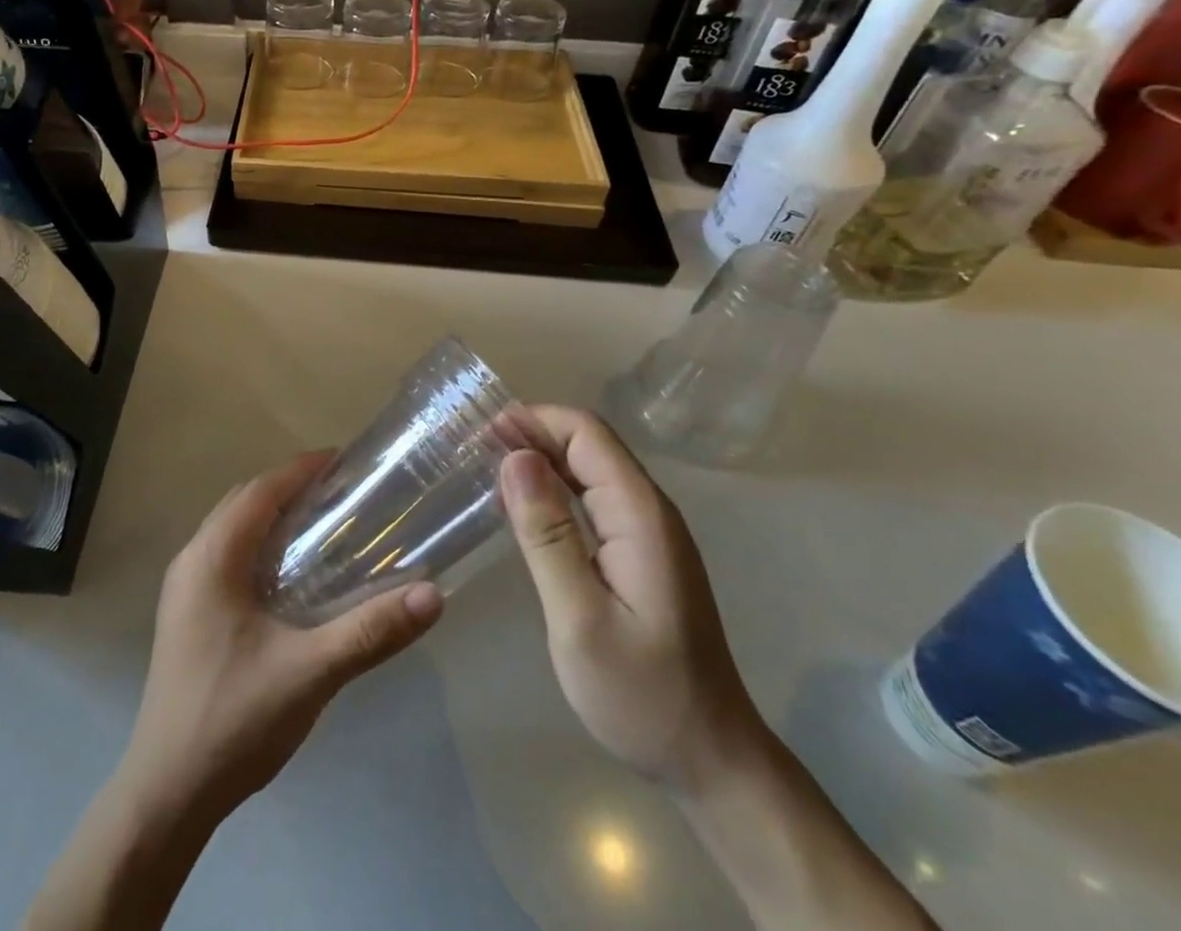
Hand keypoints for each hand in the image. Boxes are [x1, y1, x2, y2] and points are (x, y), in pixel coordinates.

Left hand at [119, 452, 444, 822]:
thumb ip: (370, 630)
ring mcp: (184, 589)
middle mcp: (192, 560)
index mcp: (212, 557)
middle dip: (291, 488)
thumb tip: (433, 595)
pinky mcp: (187, 614)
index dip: (302, 469)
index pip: (261, 490)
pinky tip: (292, 575)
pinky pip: (227, 557)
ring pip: (233, 530)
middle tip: (342, 493)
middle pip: (245, 502)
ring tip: (324, 524)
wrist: (167, 793)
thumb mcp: (310, 672)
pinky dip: (260, 546)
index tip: (345, 462)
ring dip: (274, 517)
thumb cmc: (234, 719)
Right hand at [502, 406, 759, 786]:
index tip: (481, 432)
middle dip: (531, 434)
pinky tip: (520, 506)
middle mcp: (648, 511)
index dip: (534, 420)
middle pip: (588, 444)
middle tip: (471, 447)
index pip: (586, 434)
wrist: (709, 760)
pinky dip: (553, 490)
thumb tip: (515, 457)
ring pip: (589, 469)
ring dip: (539, 459)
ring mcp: (647, 533)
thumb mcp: (580, 618)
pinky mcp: (639, 554)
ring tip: (485, 467)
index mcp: (640, 515)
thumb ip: (547, 535)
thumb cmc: (641, 694)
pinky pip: (592, 500)